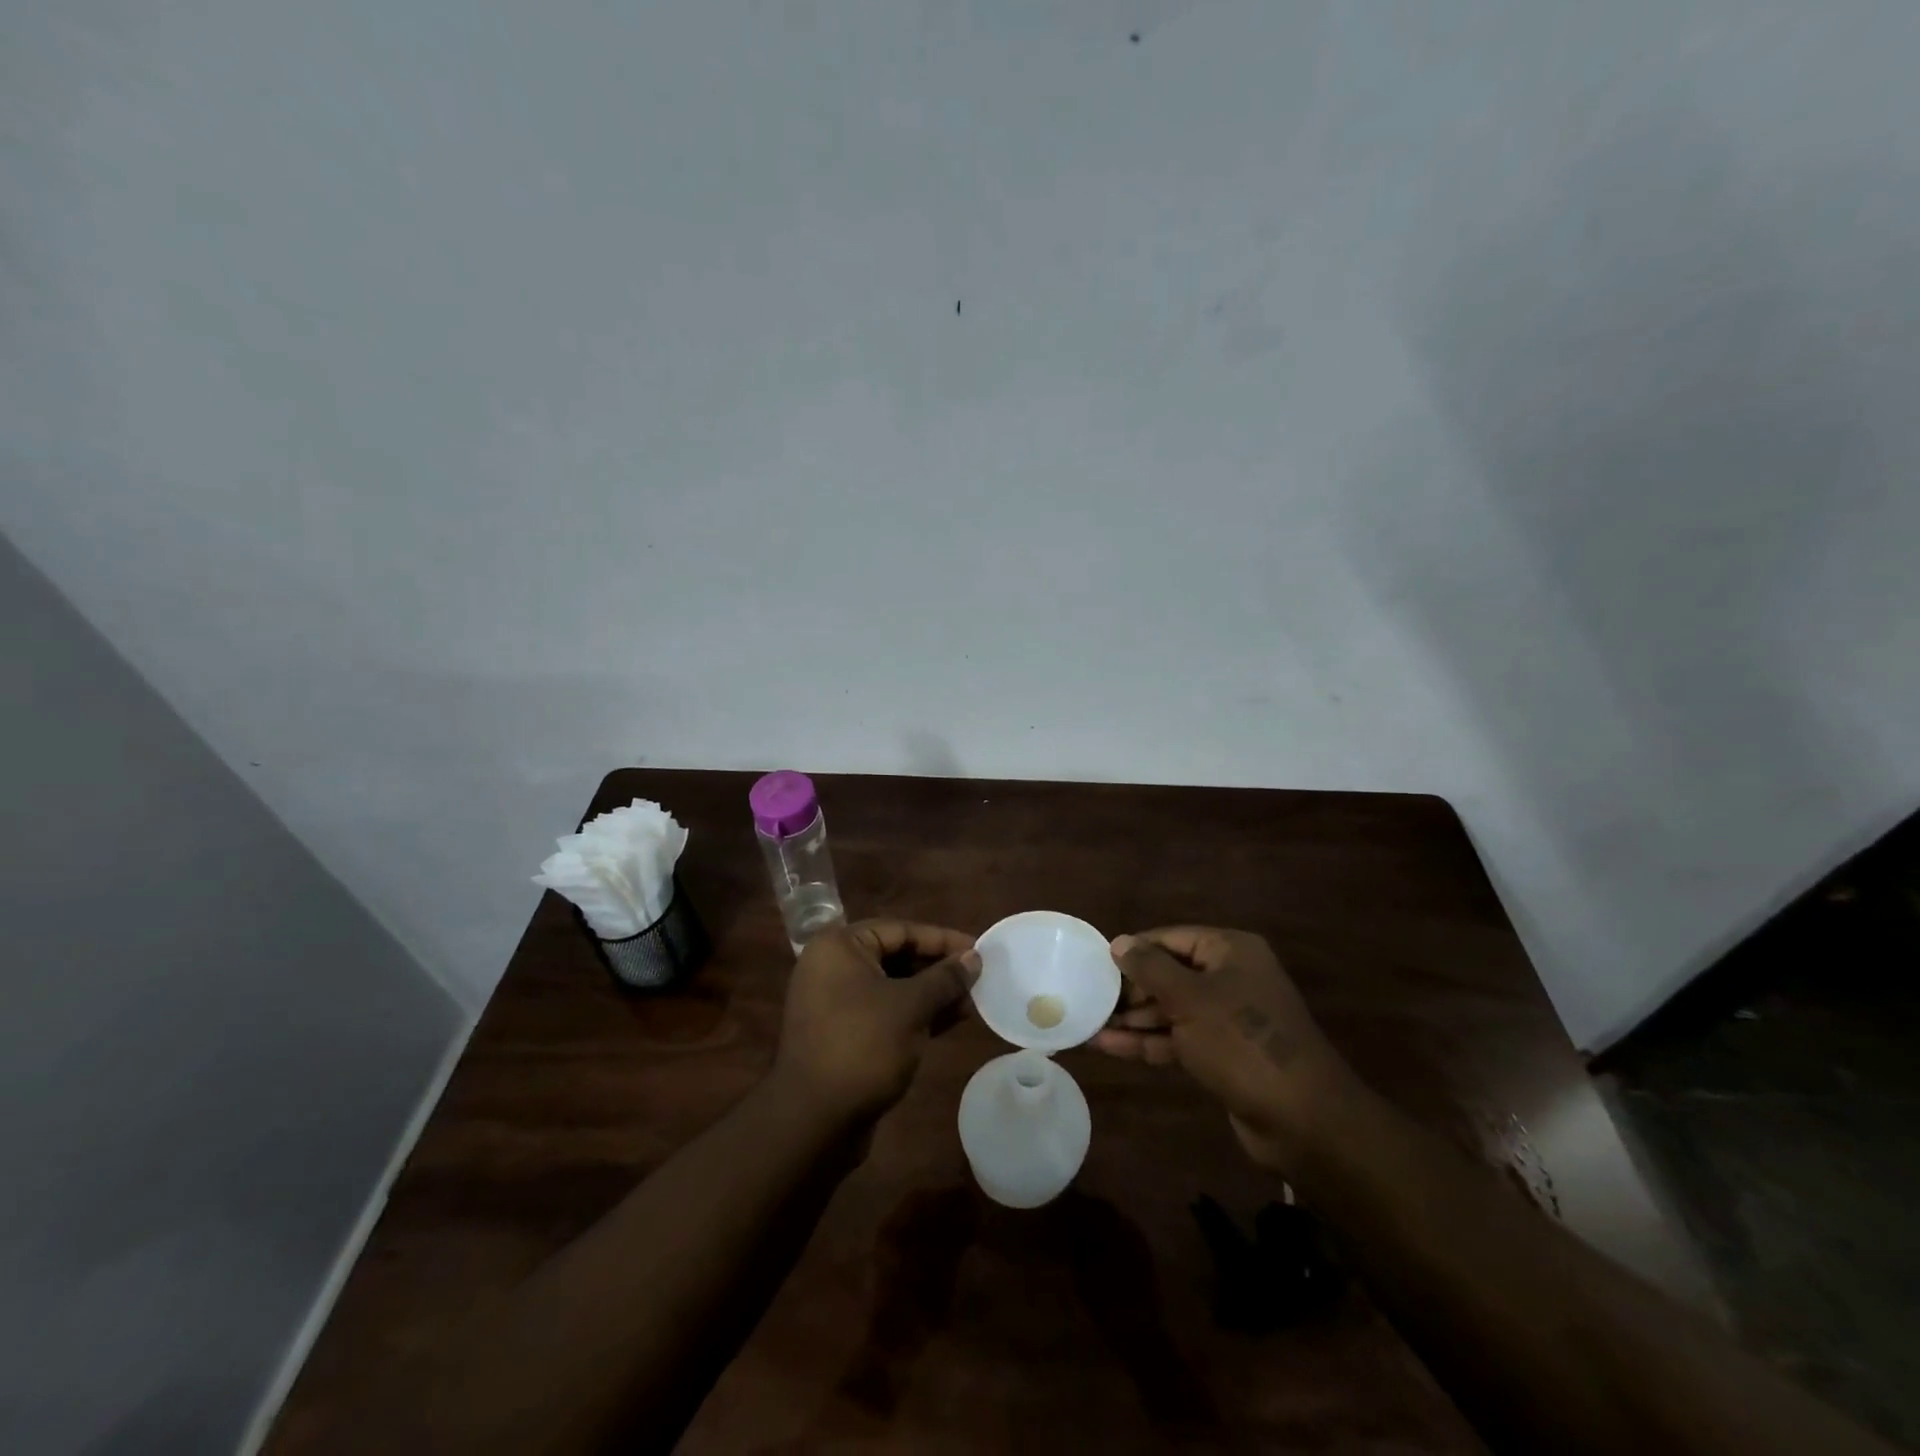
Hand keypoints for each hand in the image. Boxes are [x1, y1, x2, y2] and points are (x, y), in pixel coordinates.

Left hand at [773, 920, 978, 1125]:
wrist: (814, 1121)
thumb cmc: (863, 1046)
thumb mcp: (911, 1007)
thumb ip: (945, 978)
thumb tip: (974, 957)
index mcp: (839, 947)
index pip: (899, 930)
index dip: (941, 939)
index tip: (978, 950)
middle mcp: (832, 967)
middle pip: (896, 956)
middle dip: (938, 968)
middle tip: (978, 977)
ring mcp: (835, 1003)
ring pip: (893, 987)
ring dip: (932, 994)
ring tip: (972, 1002)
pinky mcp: (844, 1034)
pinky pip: (886, 1012)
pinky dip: (916, 1014)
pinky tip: (951, 1021)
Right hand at [1092, 927, 1350, 1170]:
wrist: (1302, 1119)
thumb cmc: (1242, 1041)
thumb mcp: (1190, 998)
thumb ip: (1150, 968)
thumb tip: (1119, 942)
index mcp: (1230, 951)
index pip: (1172, 938)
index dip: (1134, 950)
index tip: (1096, 963)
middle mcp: (1231, 977)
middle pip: (1170, 973)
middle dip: (1131, 989)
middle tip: (1090, 998)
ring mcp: (1227, 1018)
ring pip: (1171, 1009)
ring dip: (1133, 1018)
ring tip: (1089, 1023)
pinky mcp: (1222, 1054)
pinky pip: (1178, 1038)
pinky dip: (1148, 1041)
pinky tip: (1109, 1047)